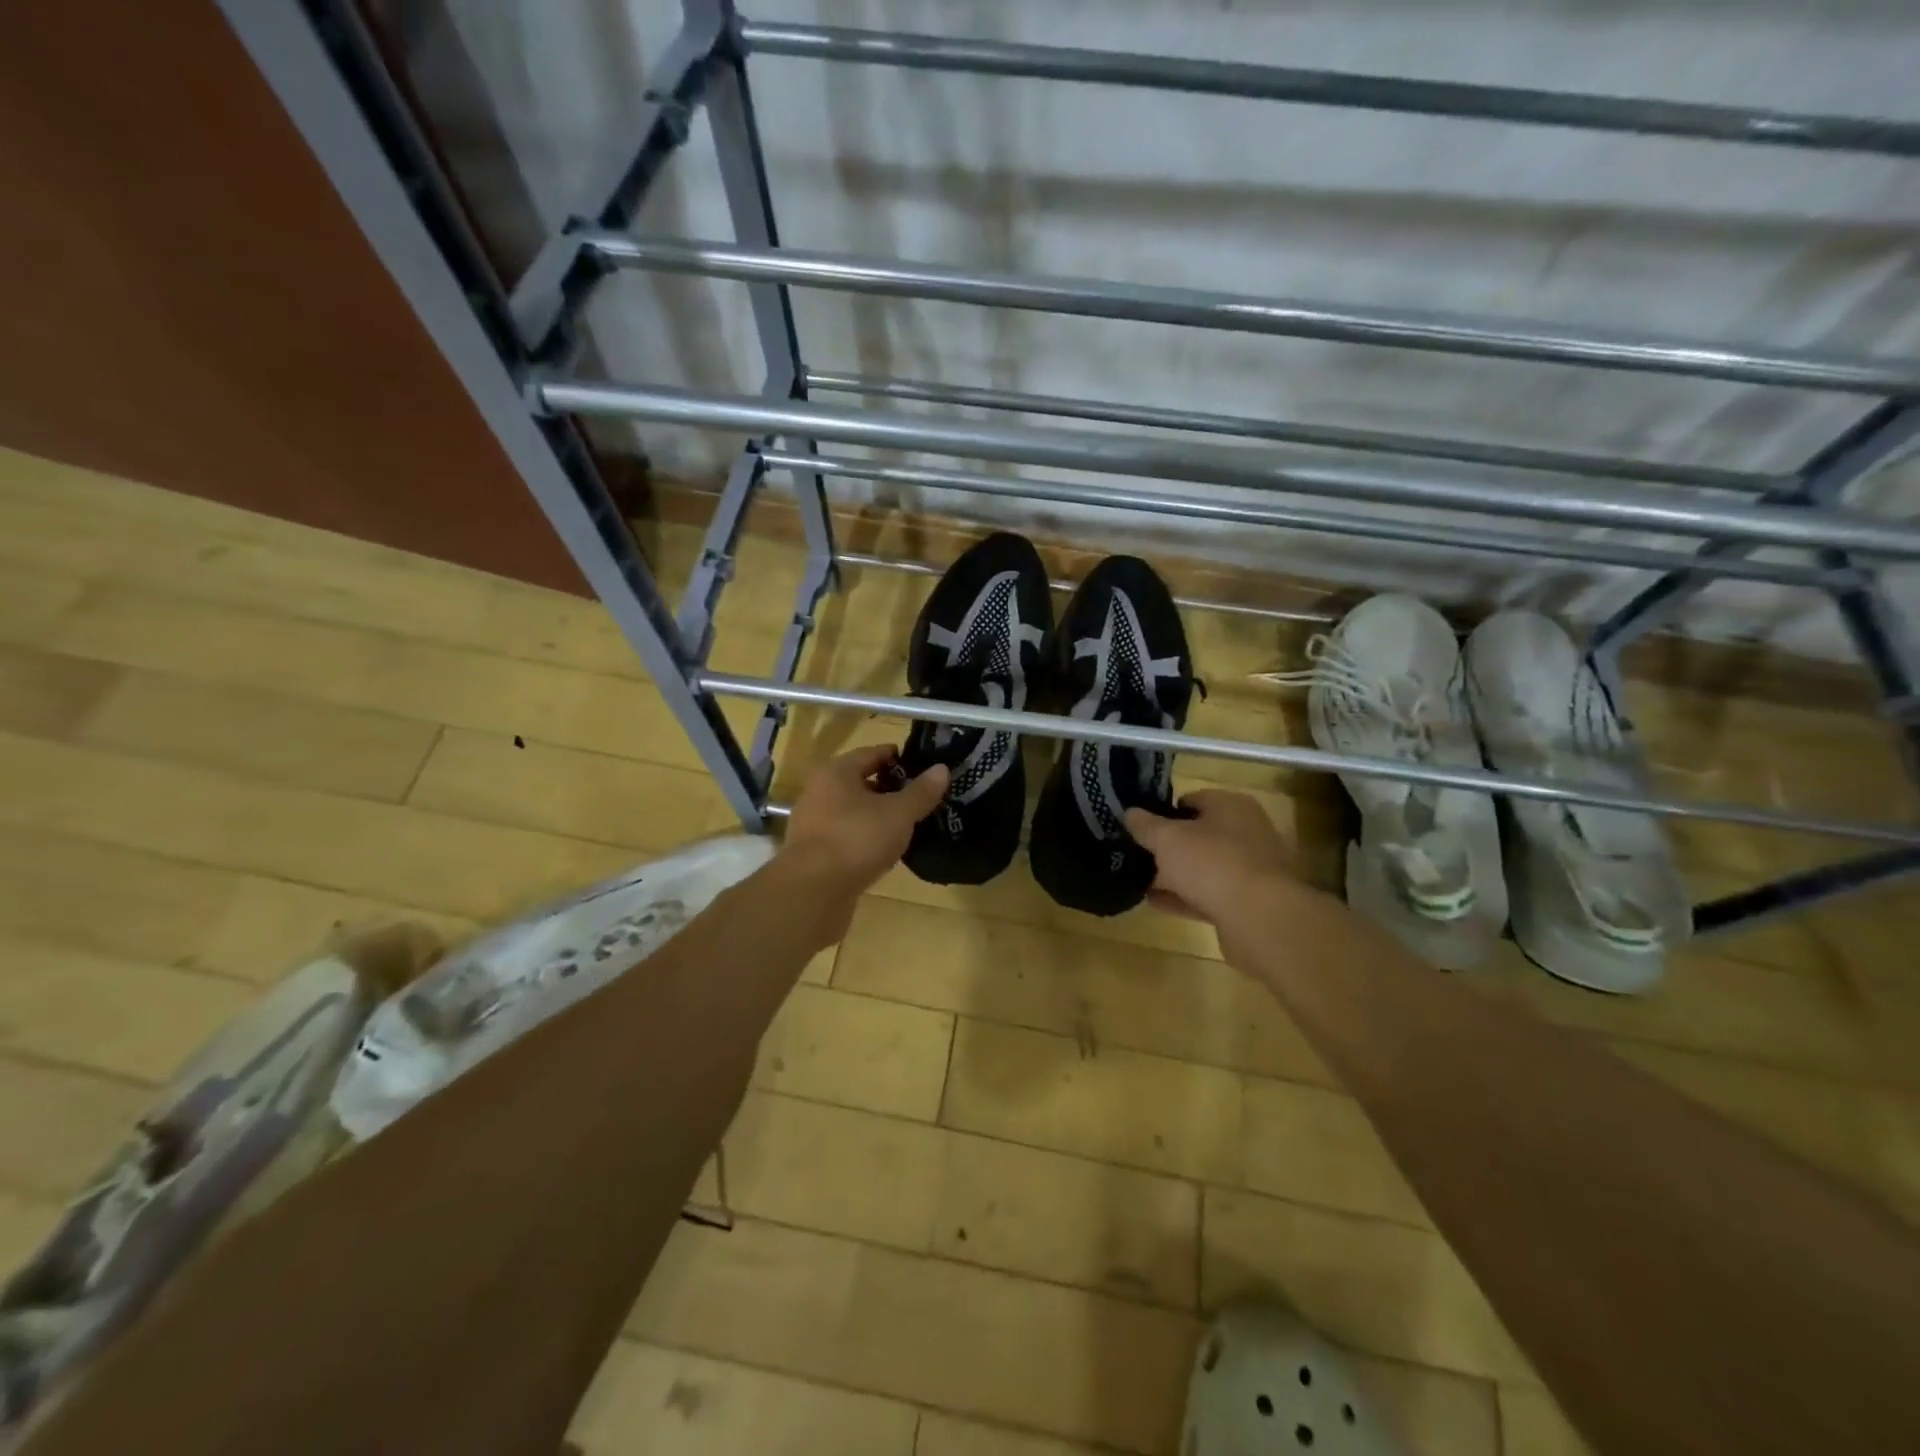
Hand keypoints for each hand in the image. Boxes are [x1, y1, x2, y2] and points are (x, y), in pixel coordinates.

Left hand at [781, 744, 949, 903]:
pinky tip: (886, 850)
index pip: (872, 753)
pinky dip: (866, 838)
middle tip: (922, 797)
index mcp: (836, 772)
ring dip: (878, 816)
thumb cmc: (856, 839)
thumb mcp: (898, 813)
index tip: (924, 766)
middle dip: (890, 788)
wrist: (812, 892)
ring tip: (909, 825)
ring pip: (854, 812)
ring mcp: (813, 824)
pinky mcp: (814, 853)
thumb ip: (921, 792)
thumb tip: (942, 769)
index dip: (898, 758)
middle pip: (861, 782)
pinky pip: (847, 836)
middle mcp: (819, 792)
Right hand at [1124, 790, 1309, 926]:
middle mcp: (1247, 832)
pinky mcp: (1249, 902)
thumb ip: (1145, 825)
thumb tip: (1129, 813)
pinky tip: (1155, 902)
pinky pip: (1209, 894)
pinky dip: (1184, 897)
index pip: (1192, 799)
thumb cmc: (1212, 863)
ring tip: (1140, 880)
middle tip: (1138, 854)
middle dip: (1169, 846)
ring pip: (1204, 867)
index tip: (1139, 827)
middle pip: (1199, 834)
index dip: (1163, 811)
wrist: (1260, 918)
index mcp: (1232, 806)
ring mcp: (1251, 869)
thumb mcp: (1167, 839)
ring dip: (1175, 874)